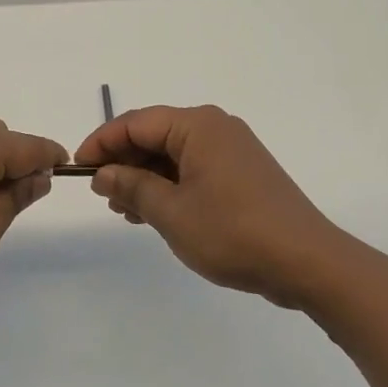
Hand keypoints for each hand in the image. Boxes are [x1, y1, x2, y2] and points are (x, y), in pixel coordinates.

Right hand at [75, 105, 338, 307]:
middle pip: (155, 135)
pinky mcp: (243, 173)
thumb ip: (132, 187)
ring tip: (124, 210)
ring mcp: (232, 150)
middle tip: (102, 195)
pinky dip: (170, 185)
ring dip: (145, 177)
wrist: (309, 263)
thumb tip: (103, 173)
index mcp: (197, 126)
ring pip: (173, 154)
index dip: (102, 143)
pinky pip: (194, 168)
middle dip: (124, 162)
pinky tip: (155, 212)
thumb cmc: (233, 232)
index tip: (78, 168)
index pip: (135, 122)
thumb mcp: (172, 213)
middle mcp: (215, 128)